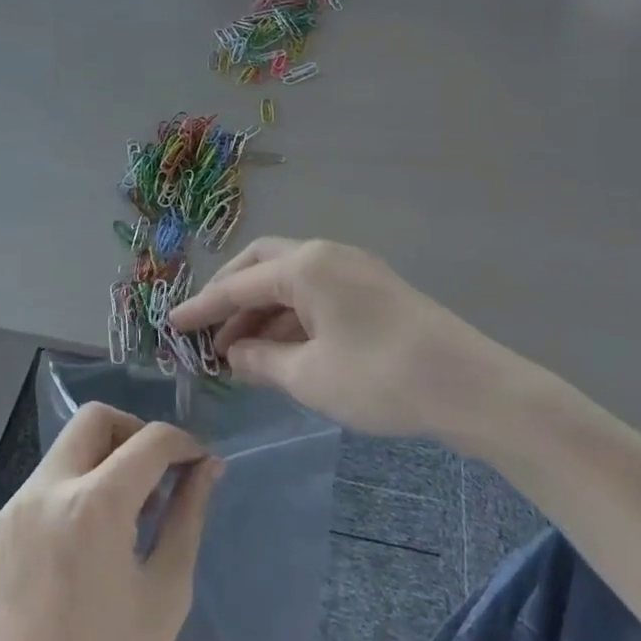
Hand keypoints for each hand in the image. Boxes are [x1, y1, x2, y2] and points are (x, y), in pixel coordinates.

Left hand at [0, 404, 221, 640]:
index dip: (183, 443)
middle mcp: (46, 490)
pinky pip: (42, 486)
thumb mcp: (166, 592)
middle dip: (135, 433)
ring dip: (102, 462)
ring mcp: (12, 509)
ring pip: (66, 450)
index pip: (150, 440)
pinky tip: (84, 545)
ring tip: (125, 517)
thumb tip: (208, 467)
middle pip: (96, 419)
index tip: (199, 462)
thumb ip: (187, 515)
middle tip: (157, 475)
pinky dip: (73, 491)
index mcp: (94, 504)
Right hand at [171, 237, 520, 440]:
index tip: (171, 325)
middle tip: (209, 333)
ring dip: (263, 310)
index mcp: (305, 266)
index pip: (238, 284)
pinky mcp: (374, 288)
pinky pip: (317, 293)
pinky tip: (284, 349)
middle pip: (263, 265)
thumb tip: (234, 354)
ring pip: (292, 280)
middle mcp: (326, 254)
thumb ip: (262, 360)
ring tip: (242, 353)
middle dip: (232, 296)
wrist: (468, 385)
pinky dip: (292, 316)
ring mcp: (353, 268)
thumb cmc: (378, 377)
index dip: (202, 307)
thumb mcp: (309, 375)